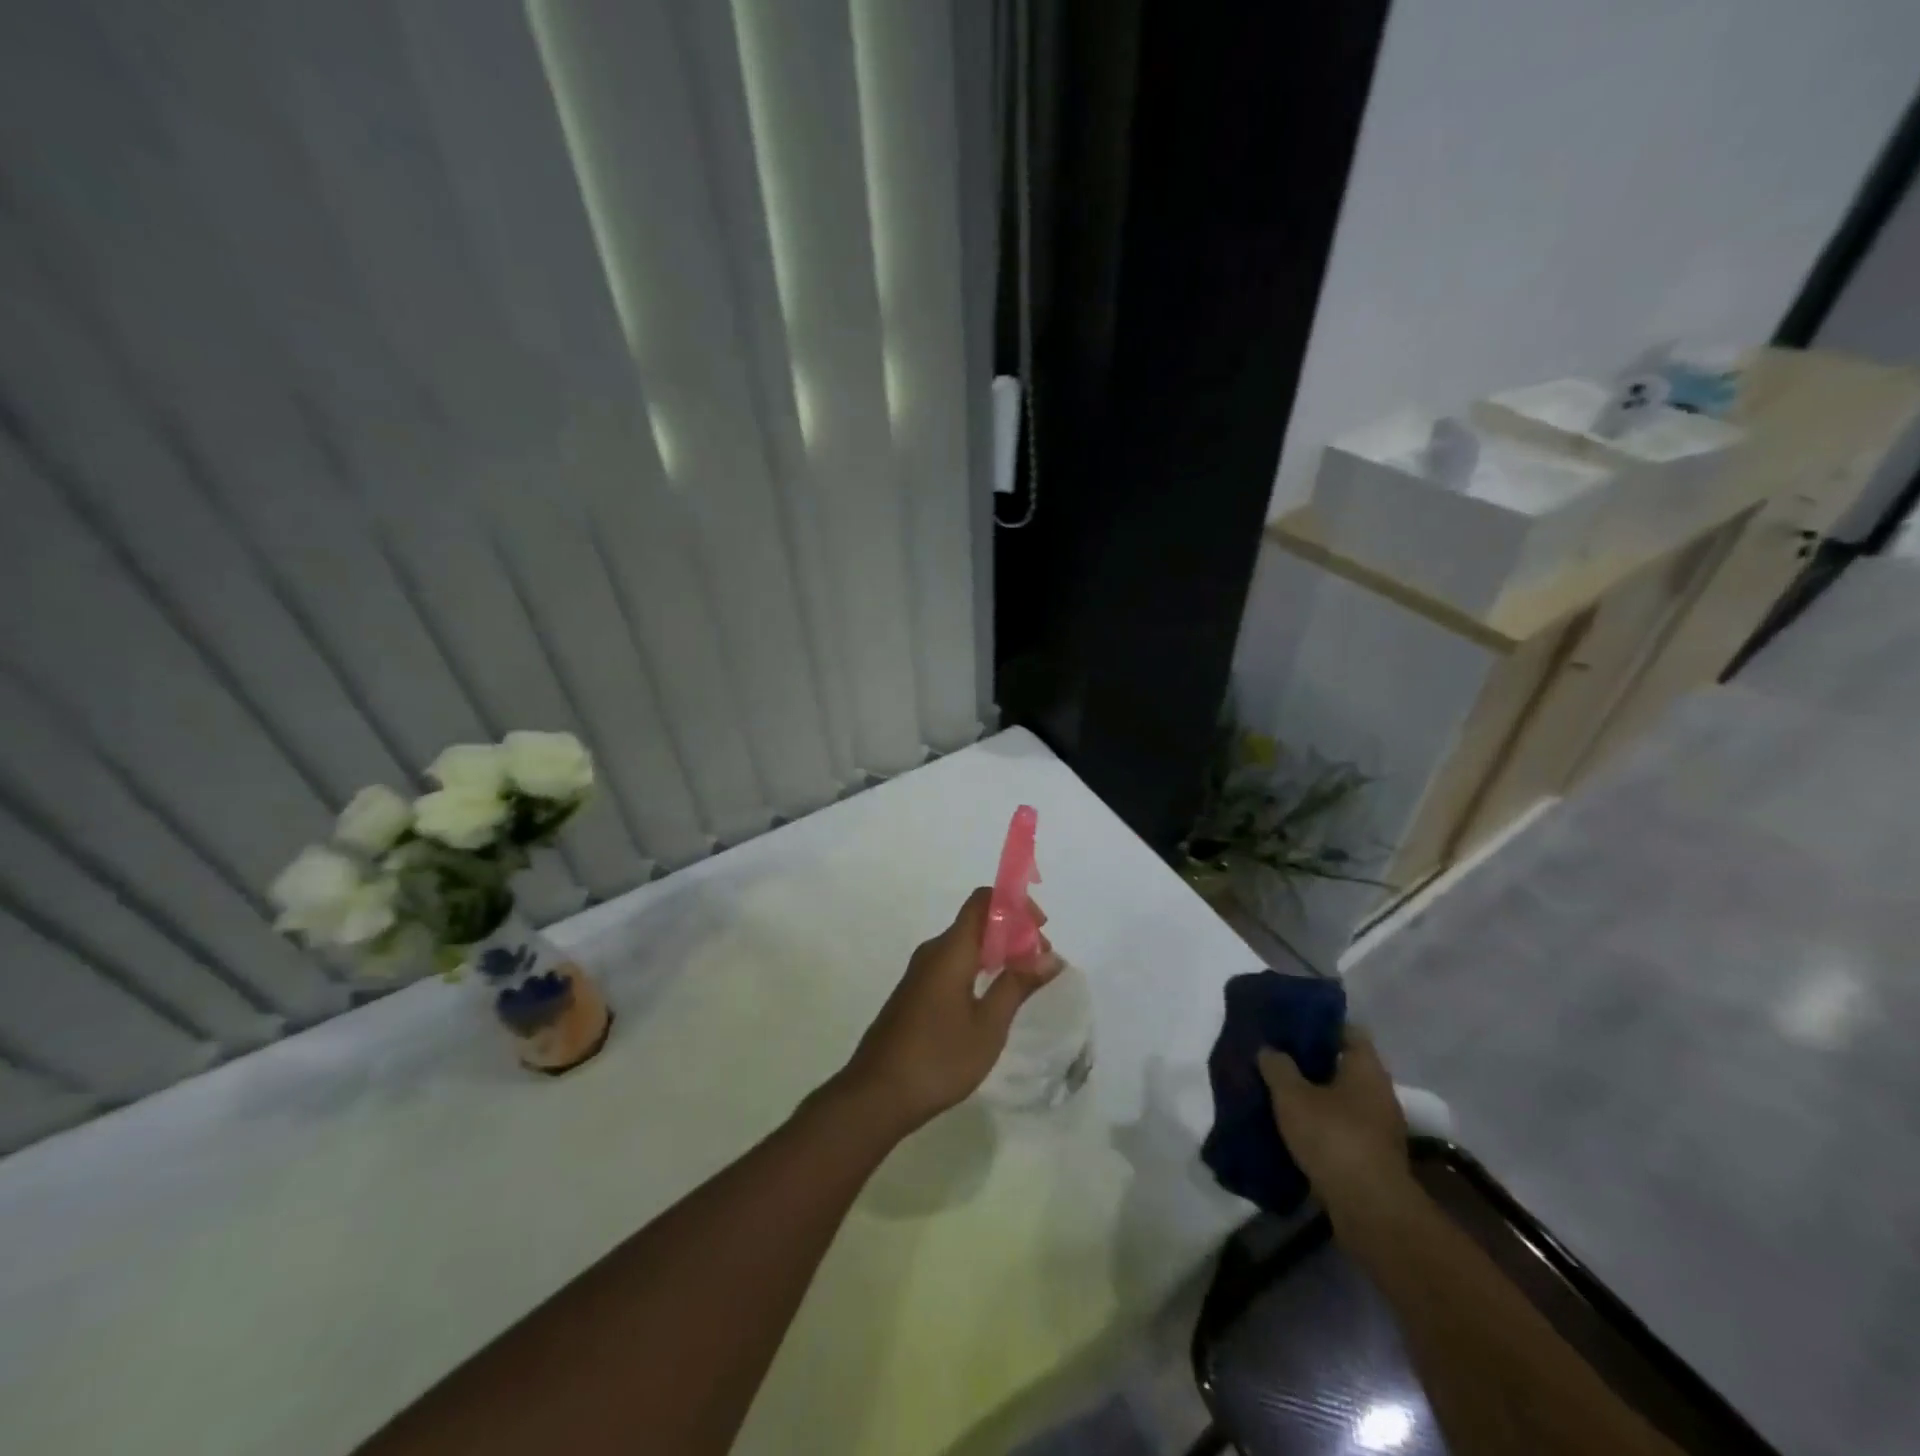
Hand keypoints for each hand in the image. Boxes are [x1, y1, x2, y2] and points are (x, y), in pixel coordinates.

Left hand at [838, 887, 1062, 1134]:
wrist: (876, 1094)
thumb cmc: (938, 1058)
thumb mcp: (988, 1026)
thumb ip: (1017, 986)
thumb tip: (1050, 957)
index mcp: (950, 950)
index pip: (982, 901)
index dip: (1015, 904)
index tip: (1041, 928)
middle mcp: (933, 952)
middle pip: (977, 921)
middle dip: (1012, 932)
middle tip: (1040, 962)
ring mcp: (921, 972)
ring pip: (965, 944)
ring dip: (997, 952)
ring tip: (1024, 980)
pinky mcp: (916, 992)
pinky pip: (953, 963)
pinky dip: (979, 968)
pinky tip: (993, 997)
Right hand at [1257, 1028, 1408, 1215]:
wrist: (1369, 1210)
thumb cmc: (1333, 1137)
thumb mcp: (1292, 1096)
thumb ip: (1278, 1067)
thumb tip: (1269, 1050)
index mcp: (1366, 1069)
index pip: (1348, 1031)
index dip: (1320, 1024)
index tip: (1291, 1024)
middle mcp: (1379, 1093)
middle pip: (1344, 1066)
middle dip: (1312, 1063)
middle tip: (1277, 1057)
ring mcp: (1380, 1128)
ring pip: (1342, 1100)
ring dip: (1315, 1096)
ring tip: (1280, 1092)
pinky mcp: (1373, 1158)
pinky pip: (1342, 1128)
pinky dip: (1321, 1125)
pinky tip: (1294, 1128)